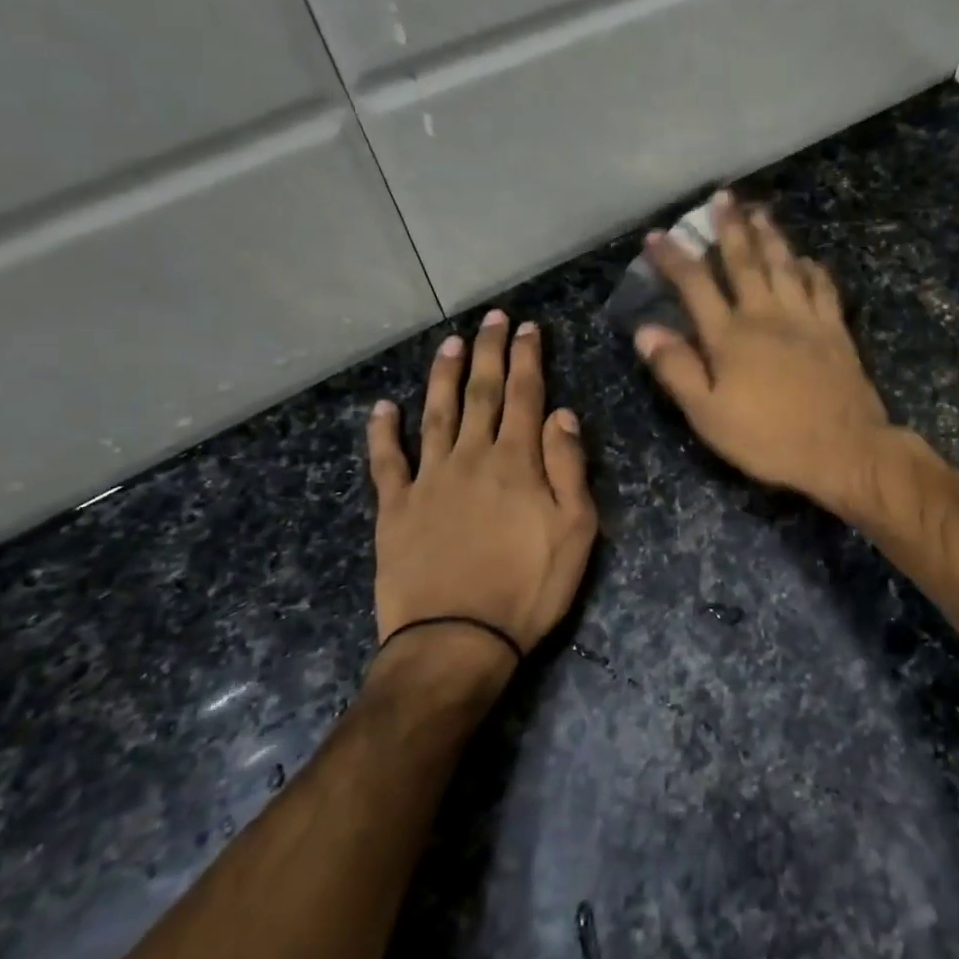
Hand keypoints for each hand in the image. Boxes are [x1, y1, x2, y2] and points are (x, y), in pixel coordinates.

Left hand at [366, 311, 596, 682]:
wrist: (457, 641)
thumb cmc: (528, 588)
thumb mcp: (576, 531)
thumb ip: (568, 468)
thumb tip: (562, 414)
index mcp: (517, 462)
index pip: (525, 396)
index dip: (527, 358)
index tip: (527, 327)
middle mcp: (471, 458)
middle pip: (481, 393)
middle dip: (488, 351)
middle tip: (492, 317)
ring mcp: (428, 480)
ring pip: (436, 414)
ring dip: (443, 376)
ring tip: (448, 343)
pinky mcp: (395, 508)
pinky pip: (386, 461)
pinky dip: (382, 432)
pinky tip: (382, 408)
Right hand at [634, 192, 892, 509]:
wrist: (843, 450)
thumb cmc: (769, 438)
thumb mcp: (709, 415)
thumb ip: (677, 369)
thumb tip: (646, 329)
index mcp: (730, 335)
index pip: (695, 285)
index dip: (674, 257)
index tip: (656, 235)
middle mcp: (766, 315)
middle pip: (744, 261)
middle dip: (729, 227)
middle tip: (722, 197)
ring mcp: (805, 318)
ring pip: (784, 265)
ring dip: (770, 236)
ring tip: (760, 210)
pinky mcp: (835, 330)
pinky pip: (823, 288)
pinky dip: (812, 269)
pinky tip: (808, 260)